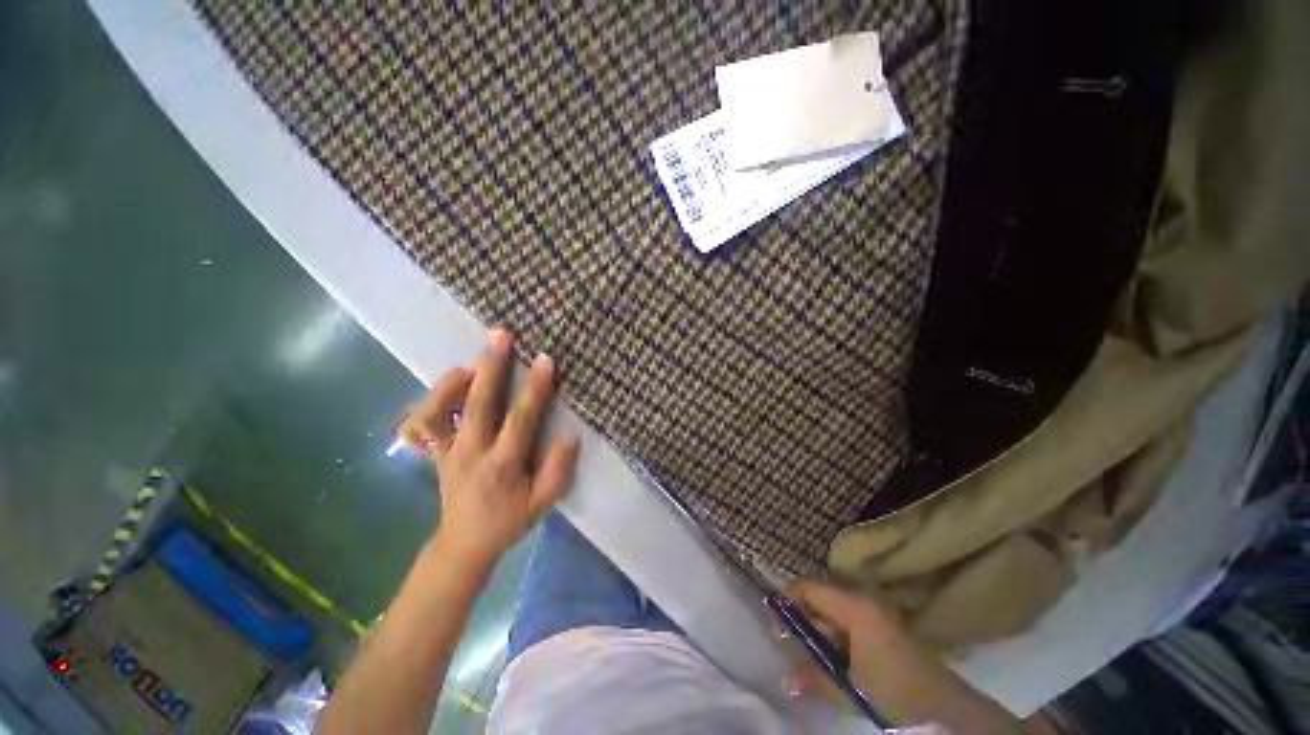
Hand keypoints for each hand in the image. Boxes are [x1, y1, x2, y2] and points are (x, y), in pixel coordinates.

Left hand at [399, 328, 579, 569]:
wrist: (464, 542)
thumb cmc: (508, 520)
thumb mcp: (542, 503)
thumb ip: (558, 471)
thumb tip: (570, 436)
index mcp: (502, 464)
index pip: (520, 419)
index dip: (535, 389)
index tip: (545, 360)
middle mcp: (471, 452)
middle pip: (478, 404)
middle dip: (491, 367)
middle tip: (501, 336)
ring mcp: (447, 451)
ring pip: (441, 410)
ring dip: (454, 382)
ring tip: (472, 362)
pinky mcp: (435, 452)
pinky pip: (425, 422)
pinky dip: (434, 399)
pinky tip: (452, 383)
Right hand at [786, 581, 1022, 733]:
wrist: (949, 709)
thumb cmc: (895, 690)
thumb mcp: (851, 687)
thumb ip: (815, 679)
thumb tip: (785, 679)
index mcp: (853, 606)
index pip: (808, 588)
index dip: (787, 602)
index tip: (774, 624)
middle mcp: (863, 602)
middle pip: (820, 600)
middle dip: (802, 623)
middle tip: (788, 647)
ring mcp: (875, 615)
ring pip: (834, 616)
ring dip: (820, 636)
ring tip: (810, 662)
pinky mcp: (884, 630)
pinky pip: (849, 627)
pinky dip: (837, 642)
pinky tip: (835, 665)